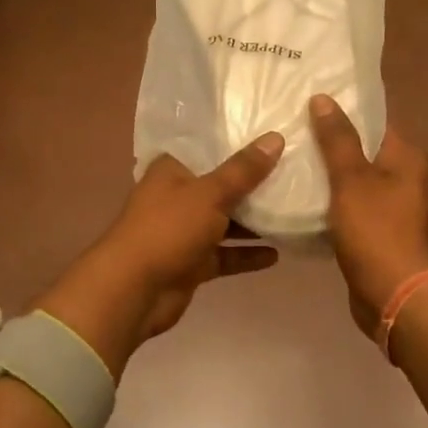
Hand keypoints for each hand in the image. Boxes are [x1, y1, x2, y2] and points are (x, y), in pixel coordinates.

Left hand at [35, 135, 284, 375]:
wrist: (134, 290)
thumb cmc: (168, 229)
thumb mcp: (210, 194)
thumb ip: (244, 170)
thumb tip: (275, 138)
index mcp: (171, 170)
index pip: (208, 149)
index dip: (237, 144)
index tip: (273, 137)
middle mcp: (176, 197)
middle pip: (220, 186)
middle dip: (252, 185)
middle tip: (294, 173)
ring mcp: (183, 232)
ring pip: (224, 222)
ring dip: (253, 222)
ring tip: (292, 213)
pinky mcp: (191, 263)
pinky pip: (224, 255)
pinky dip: (246, 254)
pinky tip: (276, 254)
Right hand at [309, 94, 427, 337]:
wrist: (394, 296)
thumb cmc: (375, 231)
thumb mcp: (351, 179)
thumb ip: (337, 139)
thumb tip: (324, 98)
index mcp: (408, 157)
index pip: (375, 121)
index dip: (344, 112)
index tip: (309, 105)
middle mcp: (409, 177)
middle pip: (365, 149)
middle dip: (332, 143)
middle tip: (293, 132)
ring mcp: (397, 207)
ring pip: (357, 179)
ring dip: (330, 174)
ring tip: (292, 161)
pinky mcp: (382, 231)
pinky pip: (354, 205)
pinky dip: (334, 201)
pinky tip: (304, 197)